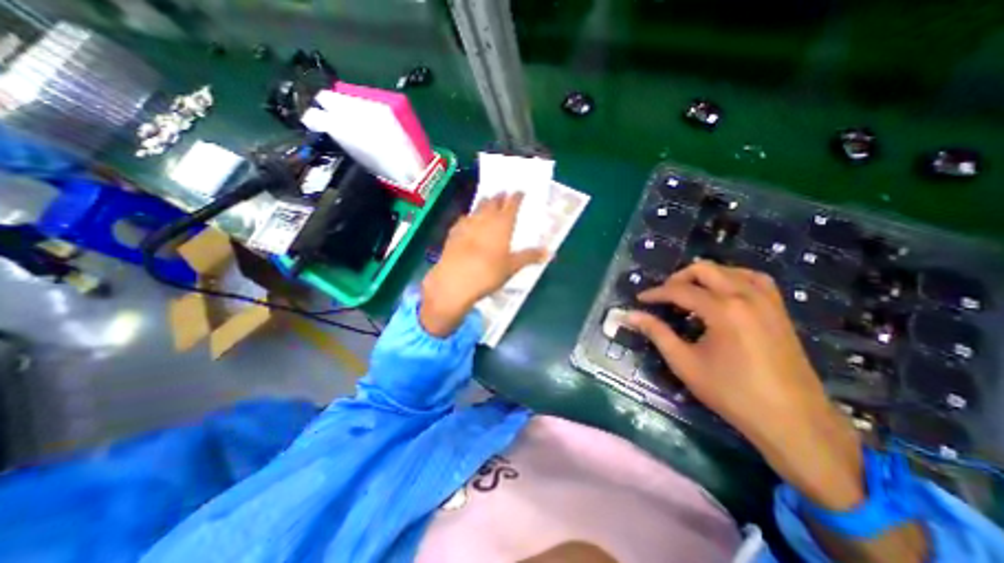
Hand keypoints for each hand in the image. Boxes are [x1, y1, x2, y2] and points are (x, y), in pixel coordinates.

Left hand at [422, 192, 547, 335]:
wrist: (454, 281)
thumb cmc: (488, 273)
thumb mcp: (512, 267)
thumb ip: (530, 257)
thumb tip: (550, 252)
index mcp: (502, 224)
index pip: (512, 205)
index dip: (517, 197)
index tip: (520, 191)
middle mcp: (485, 219)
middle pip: (493, 202)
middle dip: (500, 197)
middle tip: (504, 193)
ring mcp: (467, 224)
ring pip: (477, 207)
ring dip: (484, 203)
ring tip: (487, 200)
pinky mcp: (453, 232)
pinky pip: (464, 218)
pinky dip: (469, 216)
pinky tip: (468, 220)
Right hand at [625, 261, 862, 511]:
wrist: (792, 421)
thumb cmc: (731, 393)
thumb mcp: (685, 362)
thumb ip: (656, 333)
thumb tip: (630, 315)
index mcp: (723, 309)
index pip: (679, 290)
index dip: (655, 293)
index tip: (639, 299)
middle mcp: (746, 296)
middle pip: (704, 269)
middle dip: (678, 278)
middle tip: (663, 297)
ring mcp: (767, 301)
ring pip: (730, 269)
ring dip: (705, 276)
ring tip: (690, 293)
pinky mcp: (779, 310)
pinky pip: (754, 279)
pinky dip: (732, 278)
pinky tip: (723, 293)